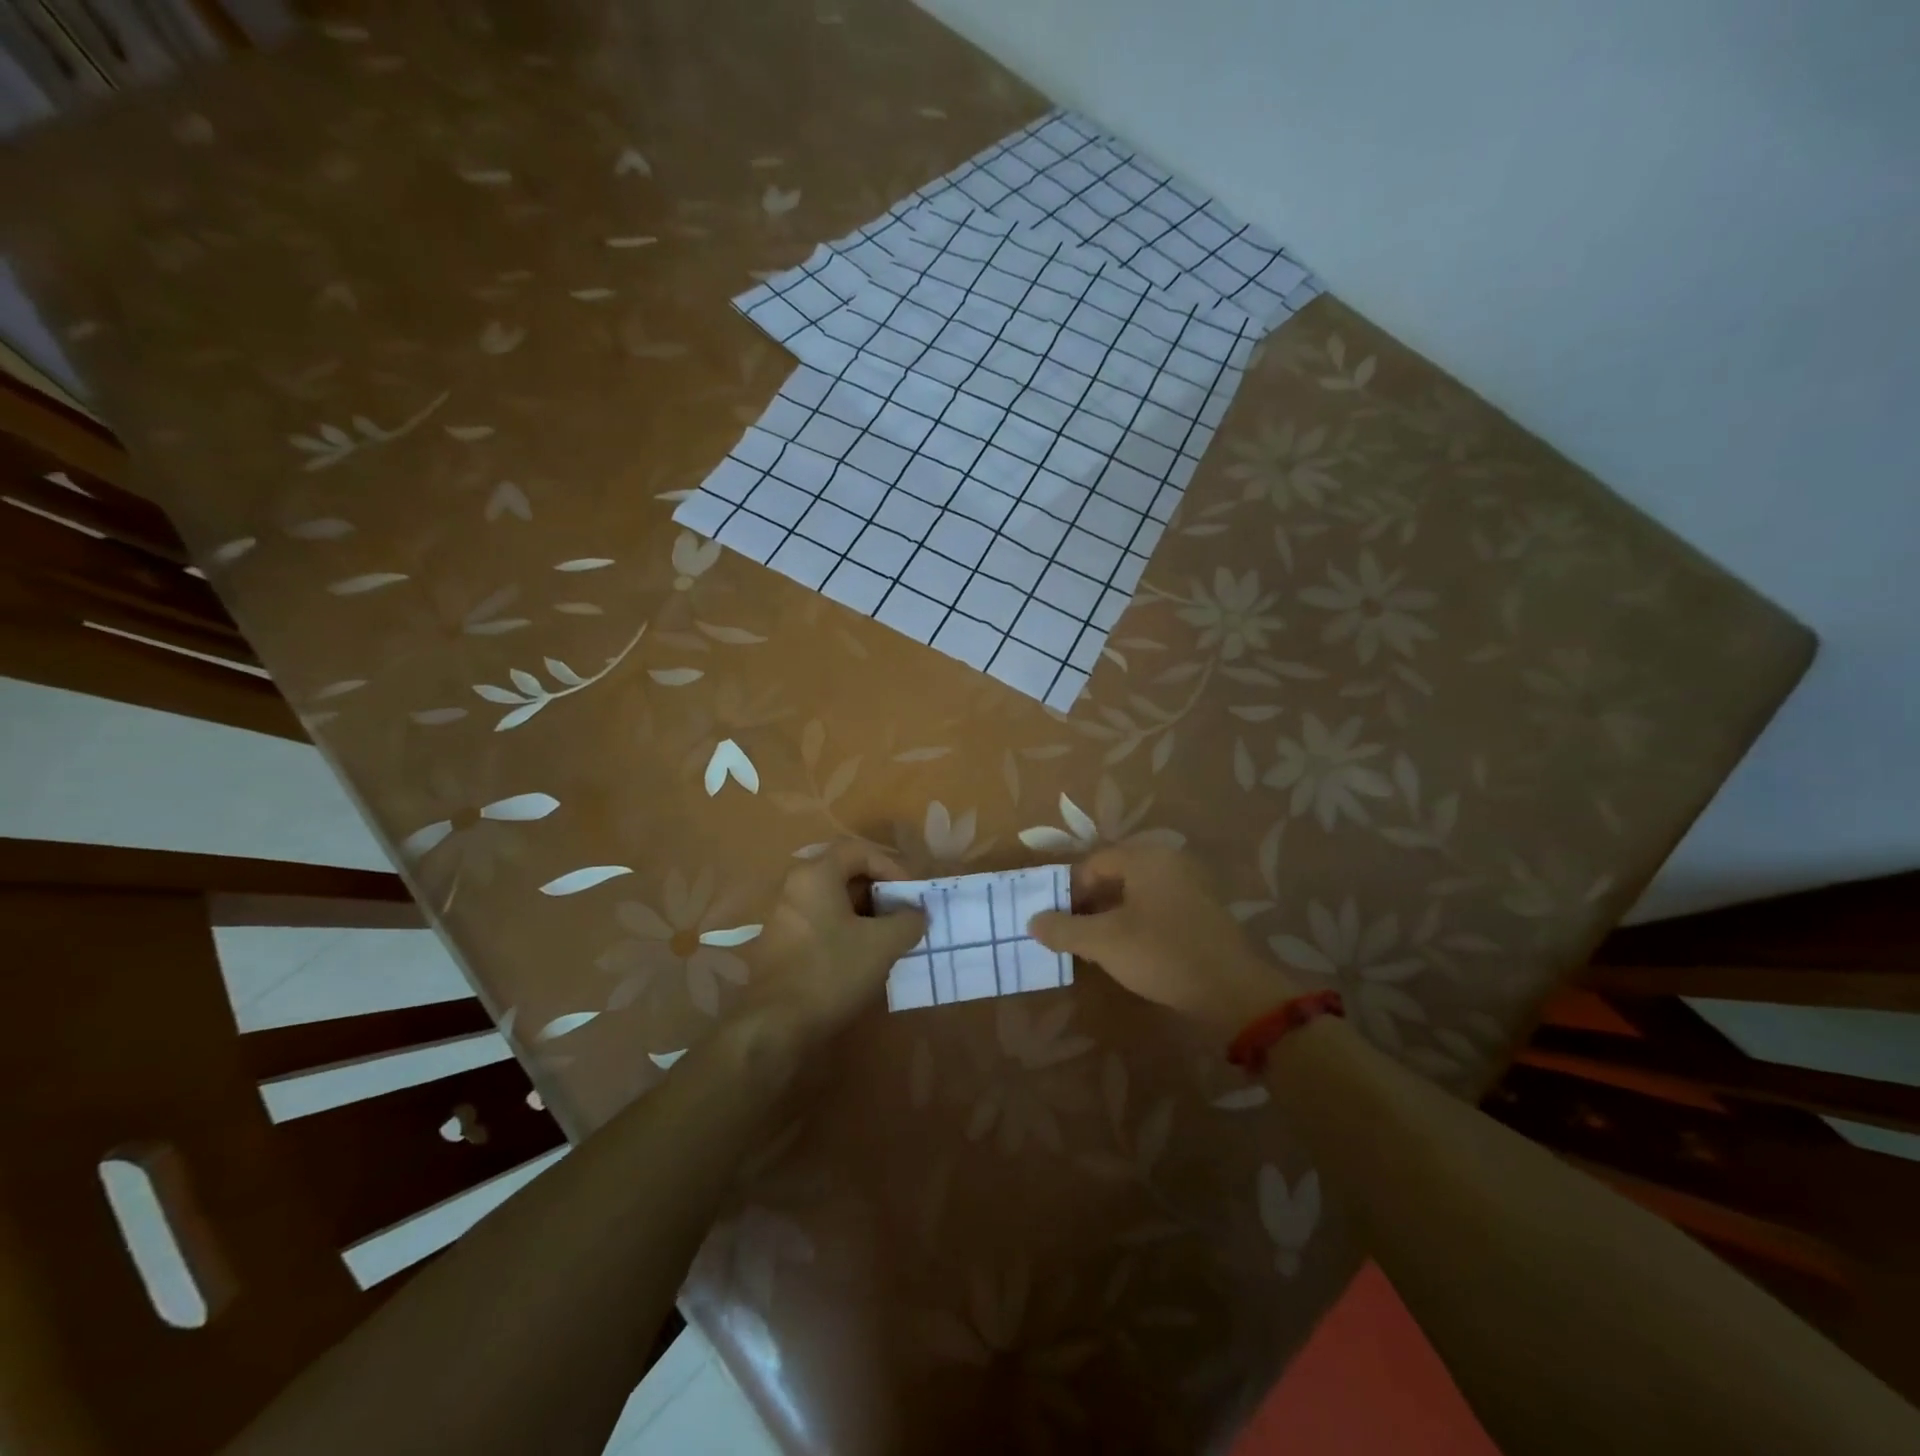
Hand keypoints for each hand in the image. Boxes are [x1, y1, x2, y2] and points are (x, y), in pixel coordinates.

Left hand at [750, 840, 926, 1037]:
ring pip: (833, 901)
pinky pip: (821, 922)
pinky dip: (846, 930)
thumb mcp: (882, 944)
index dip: (892, 866)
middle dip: (879, 890)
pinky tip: (863, 955)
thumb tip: (917, 914)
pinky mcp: (781, 943)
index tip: (911, 894)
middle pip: (844, 873)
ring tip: (890, 936)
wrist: (776, 1024)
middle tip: (903, 912)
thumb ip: (908, 921)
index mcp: (815, 874)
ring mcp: (784, 916)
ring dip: (865, 913)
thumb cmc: (831, 971)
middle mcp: (795, 886)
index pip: (859, 850)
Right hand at [1028, 843, 1298, 1033]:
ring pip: (1137, 894)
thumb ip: (1064, 929)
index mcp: (1146, 858)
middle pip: (1116, 876)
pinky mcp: (1204, 912)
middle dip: (1090, 904)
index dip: (1070, 891)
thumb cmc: (1161, 954)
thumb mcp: (1104, 943)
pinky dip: (1138, 924)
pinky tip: (1132, 953)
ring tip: (1099, 948)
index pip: (1094, 863)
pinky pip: (1159, 908)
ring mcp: (1191, 886)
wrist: (1233, 991)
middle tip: (1075, 935)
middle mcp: (1170, 863)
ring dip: (1112, 917)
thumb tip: (1033, 921)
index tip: (1059, 922)